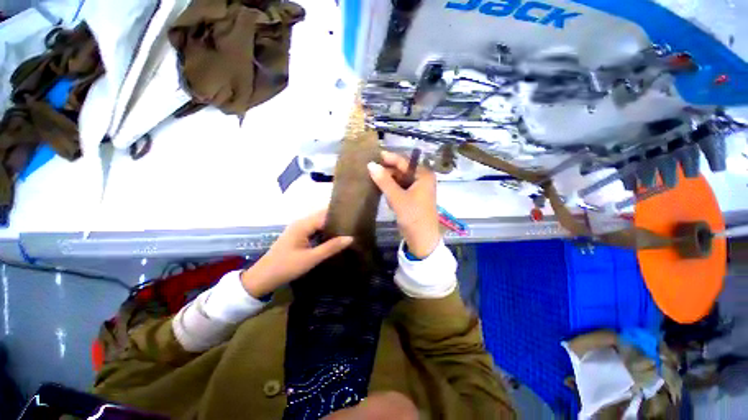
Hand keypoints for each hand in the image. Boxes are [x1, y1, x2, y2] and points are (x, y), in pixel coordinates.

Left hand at [240, 210, 352, 297]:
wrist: (263, 277)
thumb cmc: (286, 267)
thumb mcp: (311, 258)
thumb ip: (331, 247)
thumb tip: (351, 238)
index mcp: (303, 224)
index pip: (326, 215)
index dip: (340, 216)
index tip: (355, 219)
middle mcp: (301, 222)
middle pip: (322, 216)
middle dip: (337, 219)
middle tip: (354, 225)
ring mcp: (299, 228)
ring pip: (319, 222)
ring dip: (331, 225)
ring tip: (348, 230)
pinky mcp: (298, 235)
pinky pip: (314, 229)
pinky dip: (324, 231)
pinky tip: (334, 237)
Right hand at [368, 150, 440, 258]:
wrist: (422, 239)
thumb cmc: (413, 216)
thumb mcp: (397, 198)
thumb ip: (384, 181)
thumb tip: (370, 164)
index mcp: (423, 175)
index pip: (404, 162)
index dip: (389, 158)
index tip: (373, 155)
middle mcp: (422, 179)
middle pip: (402, 171)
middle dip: (387, 172)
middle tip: (370, 171)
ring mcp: (418, 189)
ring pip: (400, 180)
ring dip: (389, 182)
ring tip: (375, 182)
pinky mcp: (414, 198)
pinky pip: (401, 189)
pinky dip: (393, 191)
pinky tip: (386, 195)